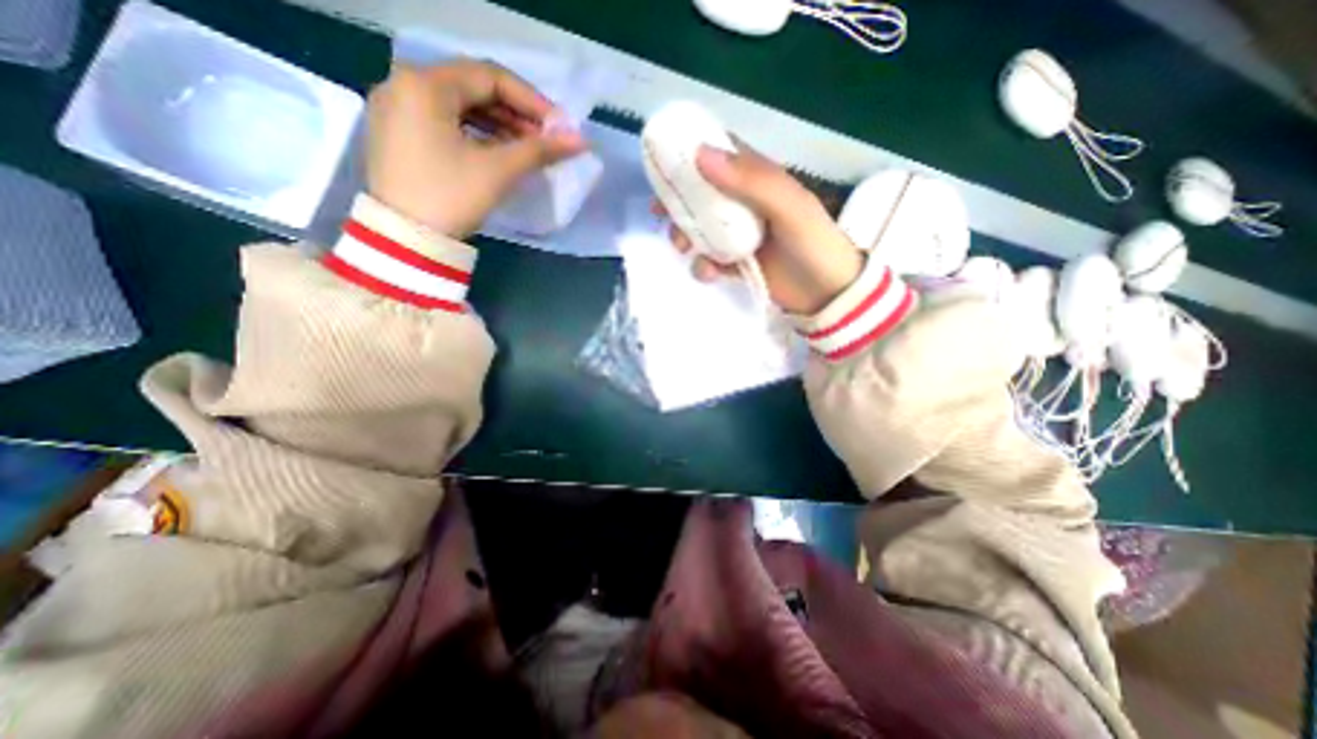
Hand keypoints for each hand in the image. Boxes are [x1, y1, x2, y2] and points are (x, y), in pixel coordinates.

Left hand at [359, 61, 584, 239]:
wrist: (406, 240)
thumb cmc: (451, 197)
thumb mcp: (498, 170)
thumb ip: (540, 150)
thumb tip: (580, 140)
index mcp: (424, 84)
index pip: (489, 77)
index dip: (531, 101)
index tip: (559, 127)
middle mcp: (404, 85)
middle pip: (473, 89)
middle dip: (516, 114)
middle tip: (545, 140)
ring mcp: (397, 110)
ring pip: (460, 107)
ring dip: (499, 125)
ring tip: (527, 149)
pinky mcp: (399, 135)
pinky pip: (446, 123)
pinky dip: (476, 135)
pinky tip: (498, 154)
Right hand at [660, 141, 864, 314]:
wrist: (827, 295)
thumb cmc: (813, 244)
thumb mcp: (788, 206)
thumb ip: (751, 180)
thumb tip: (699, 154)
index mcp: (758, 181)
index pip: (720, 155)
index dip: (690, 154)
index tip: (663, 163)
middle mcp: (744, 205)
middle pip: (702, 195)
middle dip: (678, 203)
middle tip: (660, 214)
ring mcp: (739, 237)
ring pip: (700, 230)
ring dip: (685, 237)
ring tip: (683, 249)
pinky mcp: (736, 265)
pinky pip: (709, 261)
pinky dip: (703, 266)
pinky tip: (710, 274)